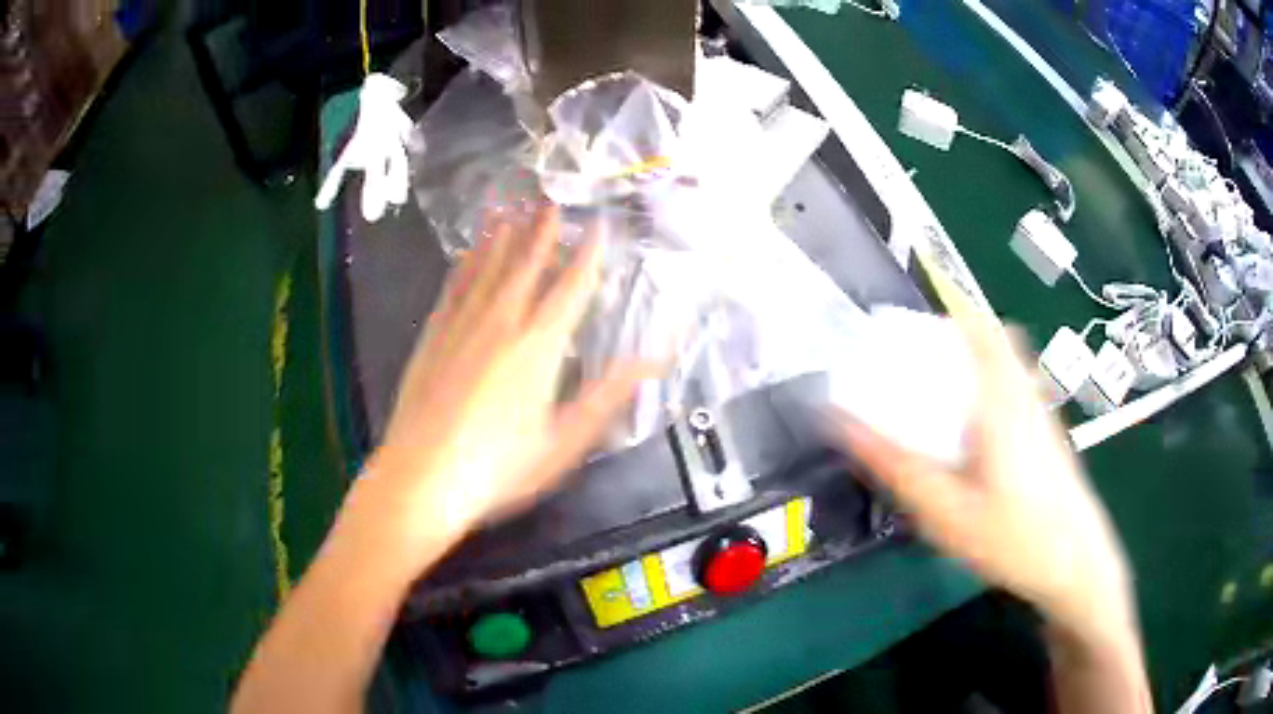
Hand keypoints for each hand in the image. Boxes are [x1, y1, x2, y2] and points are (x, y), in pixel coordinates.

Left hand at [360, 206, 658, 555]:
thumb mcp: (564, 441)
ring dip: (502, 237)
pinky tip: (466, 253)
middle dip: (542, 231)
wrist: (421, 478)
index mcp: (538, 346)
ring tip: (512, 207)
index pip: (570, 288)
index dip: (588, 256)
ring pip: (486, 269)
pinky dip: (463, 266)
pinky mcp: (432, 338)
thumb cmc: (499, 467)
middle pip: (526, 266)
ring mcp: (461, 326)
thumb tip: (653, 361)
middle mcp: (500, 323)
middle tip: (551, 199)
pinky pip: (452, 289)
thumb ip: (608, 395)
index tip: (598, 226)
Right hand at [831, 316, 1134, 641]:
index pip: (980, 330)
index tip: (910, 331)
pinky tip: (975, 441)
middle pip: (993, 342)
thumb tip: (842, 422)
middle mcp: (1026, 394)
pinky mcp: (1050, 435)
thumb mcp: (945, 510)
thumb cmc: (1013, 538)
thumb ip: (896, 465)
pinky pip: (1016, 391)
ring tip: (939, 403)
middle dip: (955, 343)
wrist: (1077, 565)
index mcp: (1002, 398)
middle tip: (917, 370)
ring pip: (1007, 367)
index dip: (947, 317)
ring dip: (974, 368)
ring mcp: (1043, 414)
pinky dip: (991, 393)